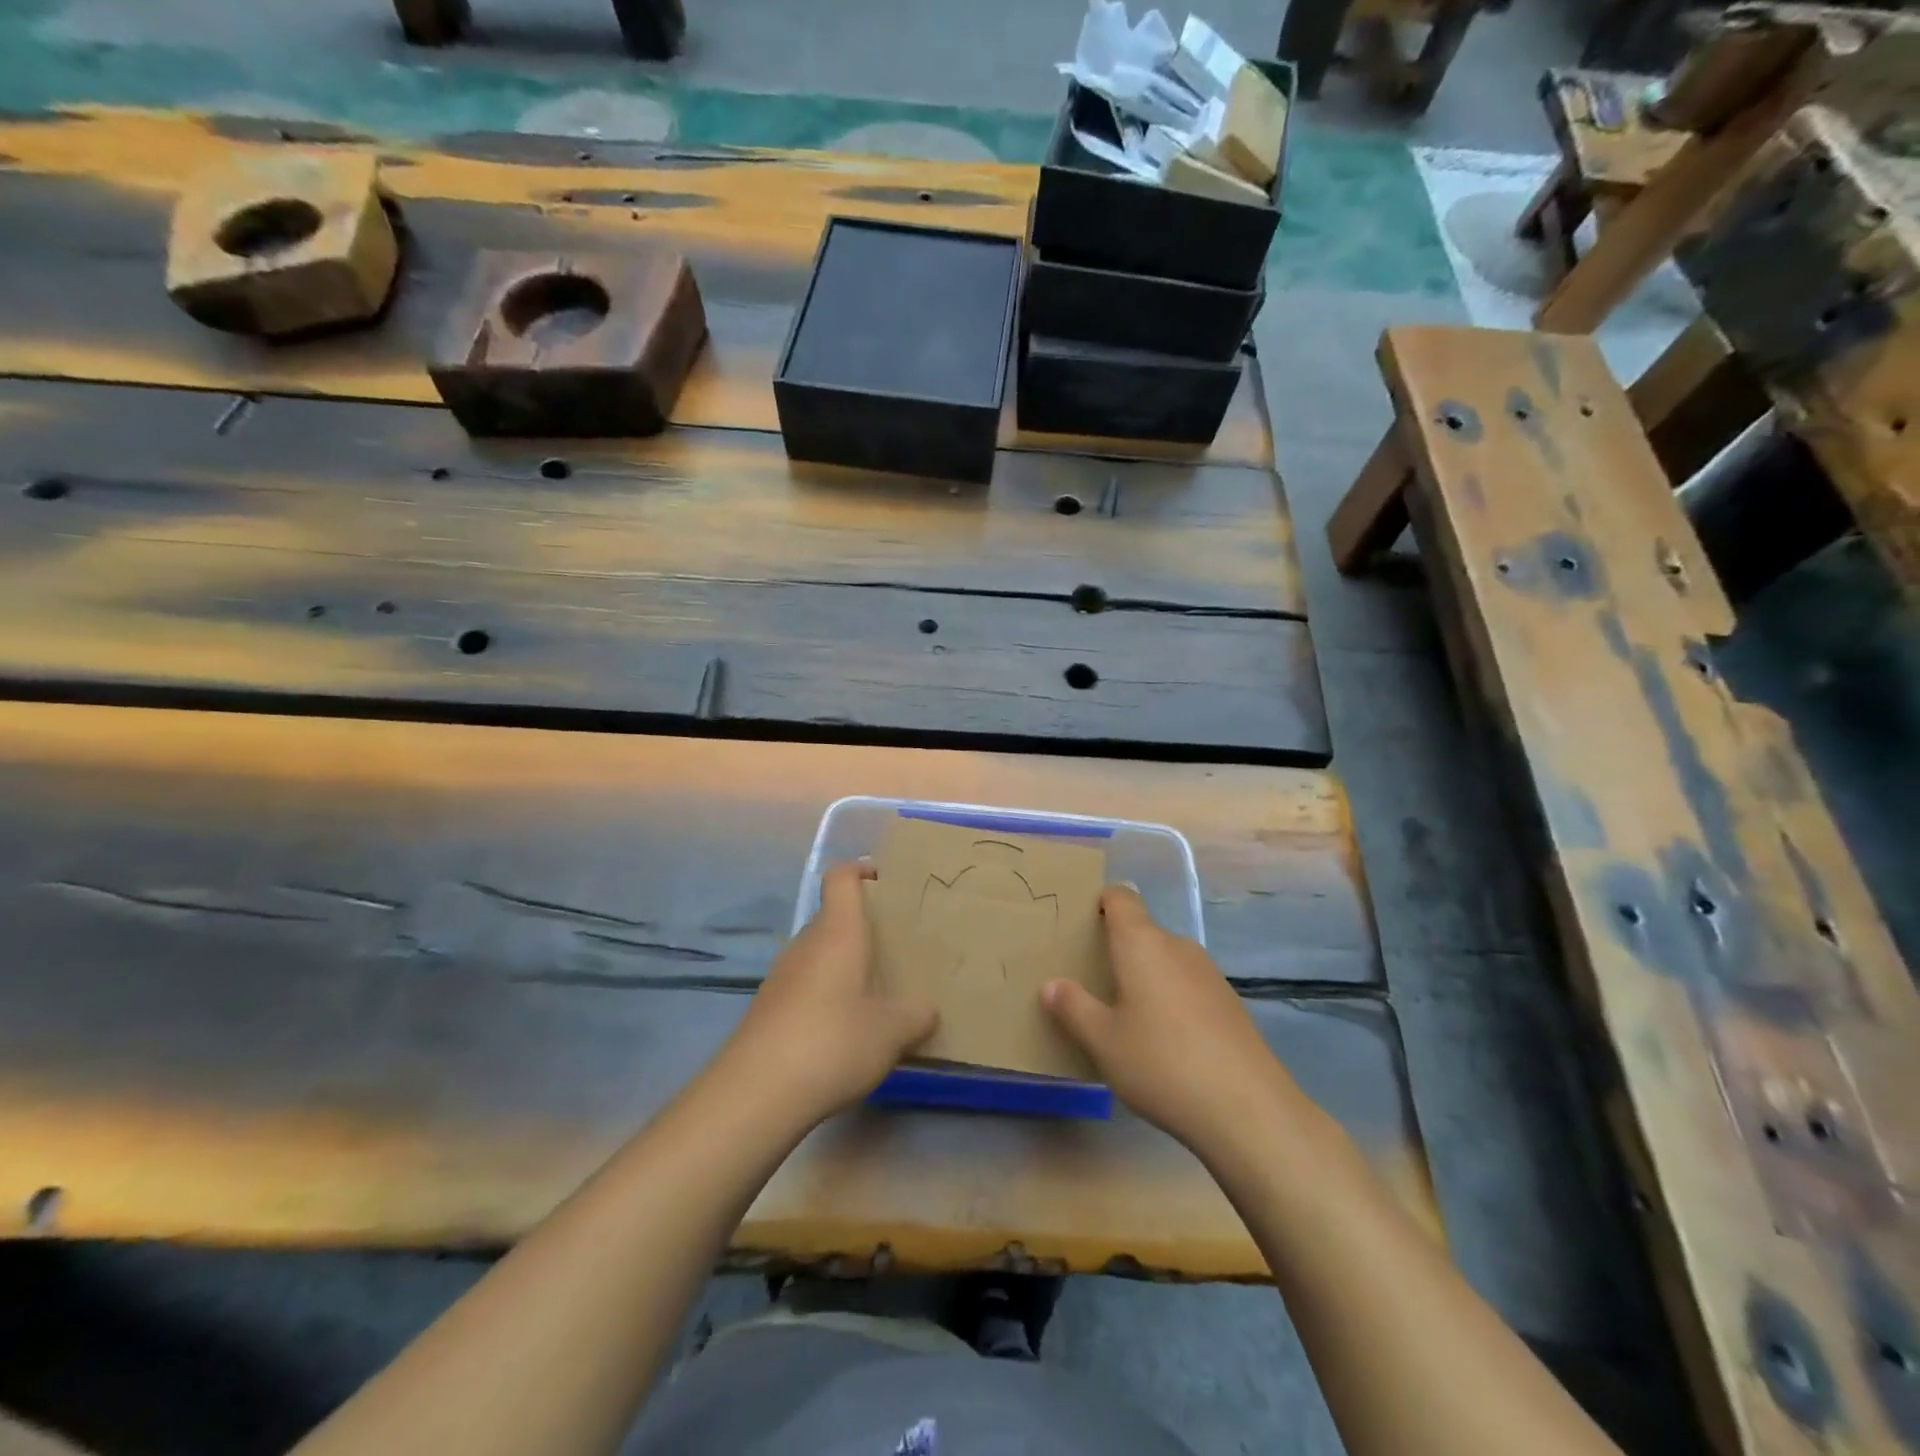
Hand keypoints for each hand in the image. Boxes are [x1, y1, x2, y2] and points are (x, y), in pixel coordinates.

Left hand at [721, 862, 938, 1126]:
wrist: (756, 1092)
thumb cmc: (833, 1042)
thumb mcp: (891, 1032)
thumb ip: (916, 1015)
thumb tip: (928, 1009)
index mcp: (838, 932)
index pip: (841, 877)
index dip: (861, 869)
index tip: (885, 880)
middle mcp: (806, 944)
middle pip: (832, 917)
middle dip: (863, 926)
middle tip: (896, 947)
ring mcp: (782, 976)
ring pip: (819, 953)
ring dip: (844, 963)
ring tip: (875, 991)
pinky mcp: (768, 1007)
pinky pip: (805, 984)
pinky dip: (826, 993)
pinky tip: (844, 1028)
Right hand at [1042, 885, 1309, 1161]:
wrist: (1248, 1108)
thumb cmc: (1162, 1063)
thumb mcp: (1103, 1041)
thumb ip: (1073, 1008)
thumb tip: (1051, 985)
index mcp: (1142, 943)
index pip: (1121, 898)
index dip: (1101, 902)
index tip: (1080, 924)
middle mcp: (1177, 946)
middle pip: (1142, 931)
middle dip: (1117, 949)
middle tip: (1090, 980)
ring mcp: (1208, 974)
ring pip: (1165, 960)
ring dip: (1145, 976)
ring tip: (1124, 1014)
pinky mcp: (1229, 1003)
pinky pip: (1187, 985)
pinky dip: (1170, 998)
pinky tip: (1164, 1040)